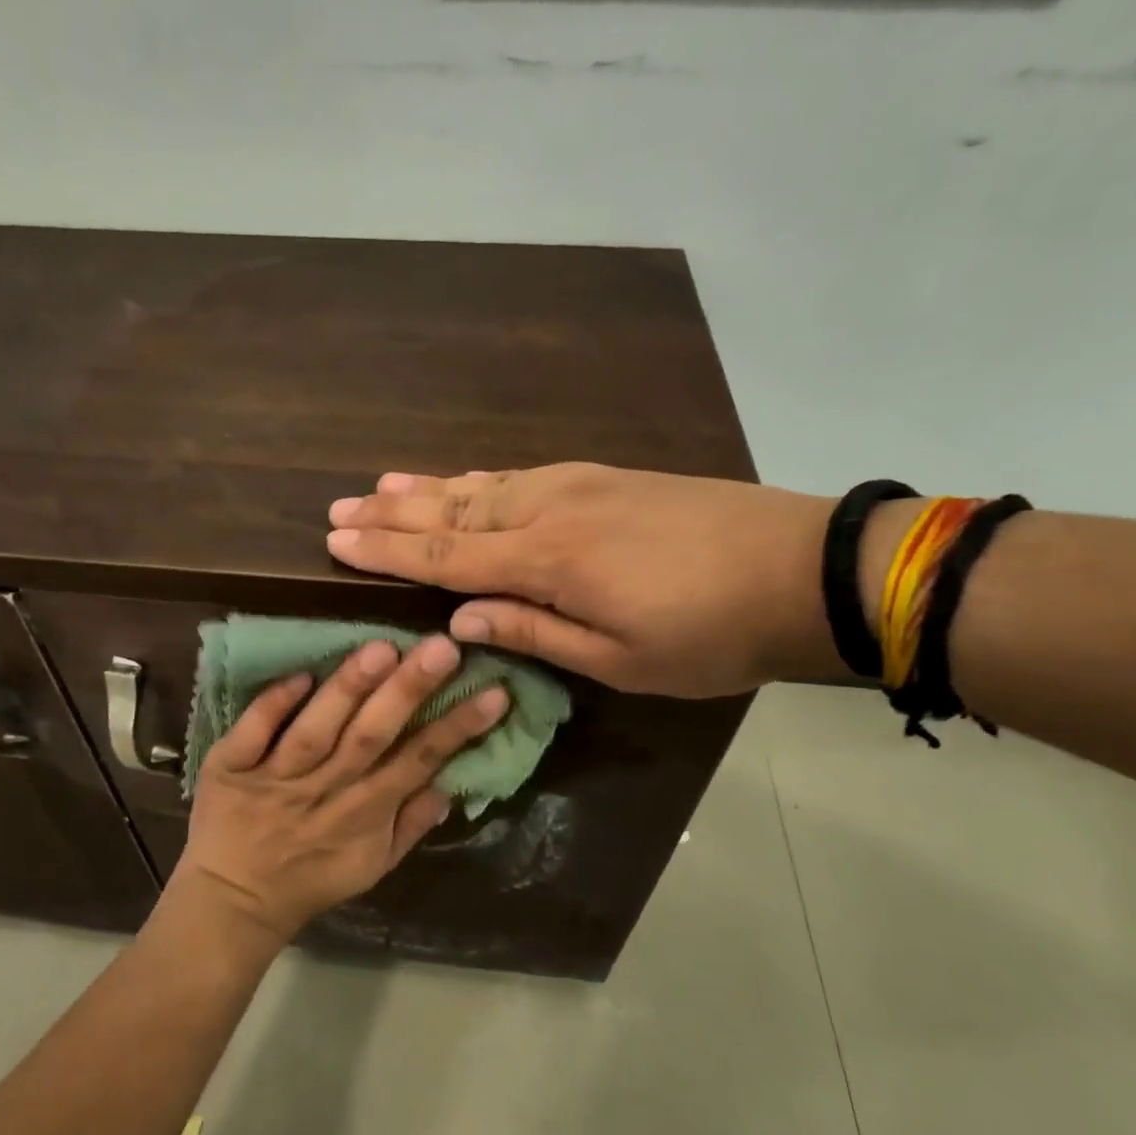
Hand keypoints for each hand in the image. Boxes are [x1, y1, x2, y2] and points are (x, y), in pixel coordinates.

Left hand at [174, 635, 509, 943]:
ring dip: (347, 691)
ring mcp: (275, 778)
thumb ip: (411, 826)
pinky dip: (273, 705)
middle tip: (443, 647)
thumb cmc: (311, 879)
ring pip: (316, 731)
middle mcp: (324, 790)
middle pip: (371, 737)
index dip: (458, 728)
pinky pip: (251, 734)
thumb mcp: (372, 866)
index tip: (495, 691)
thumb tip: (451, 785)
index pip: (419, 761)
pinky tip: (300, 673)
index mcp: (364, 813)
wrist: (233, 901)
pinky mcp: (229, 768)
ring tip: (381, 650)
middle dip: (409, 692)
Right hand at [326, 464, 841, 698]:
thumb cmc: (709, 633)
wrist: (800, 568)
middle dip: (391, 513)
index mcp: (548, 561)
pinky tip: (462, 480)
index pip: (445, 555)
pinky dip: (476, 478)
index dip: (386, 551)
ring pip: (482, 484)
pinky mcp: (603, 476)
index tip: (335, 541)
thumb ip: (534, 631)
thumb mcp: (619, 659)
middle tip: (338, 509)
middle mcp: (549, 510)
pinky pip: (518, 475)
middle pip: (453, 509)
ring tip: (380, 485)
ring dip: (427, 488)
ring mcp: (577, 484)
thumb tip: (460, 618)